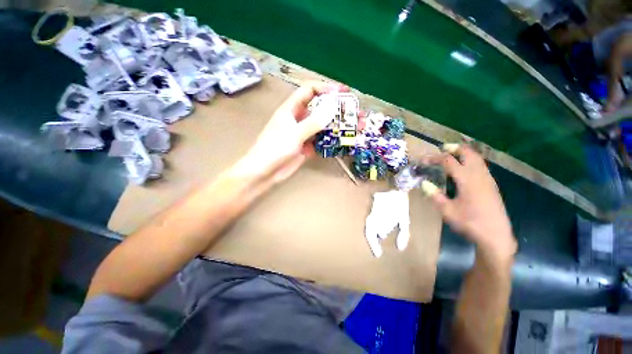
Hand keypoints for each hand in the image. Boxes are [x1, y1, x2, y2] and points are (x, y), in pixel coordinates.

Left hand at [232, 81, 347, 182]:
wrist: (265, 172)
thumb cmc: (274, 149)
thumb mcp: (294, 133)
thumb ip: (313, 122)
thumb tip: (332, 107)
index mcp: (292, 109)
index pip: (309, 91)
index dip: (325, 88)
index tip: (343, 93)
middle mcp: (299, 119)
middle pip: (321, 109)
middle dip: (338, 109)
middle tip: (356, 112)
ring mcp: (304, 134)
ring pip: (324, 126)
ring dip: (339, 126)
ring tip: (357, 128)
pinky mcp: (307, 147)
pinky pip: (322, 141)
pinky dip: (333, 141)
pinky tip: (345, 142)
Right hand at [422, 144, 516, 260]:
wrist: (496, 236)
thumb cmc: (470, 223)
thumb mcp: (447, 211)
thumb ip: (435, 196)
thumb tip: (425, 184)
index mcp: (467, 180)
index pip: (449, 161)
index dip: (434, 158)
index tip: (423, 160)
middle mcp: (479, 176)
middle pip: (468, 153)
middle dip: (455, 148)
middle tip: (442, 149)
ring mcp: (488, 180)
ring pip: (477, 159)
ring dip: (464, 153)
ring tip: (452, 155)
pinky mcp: (492, 186)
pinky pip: (481, 166)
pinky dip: (471, 161)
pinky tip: (465, 169)